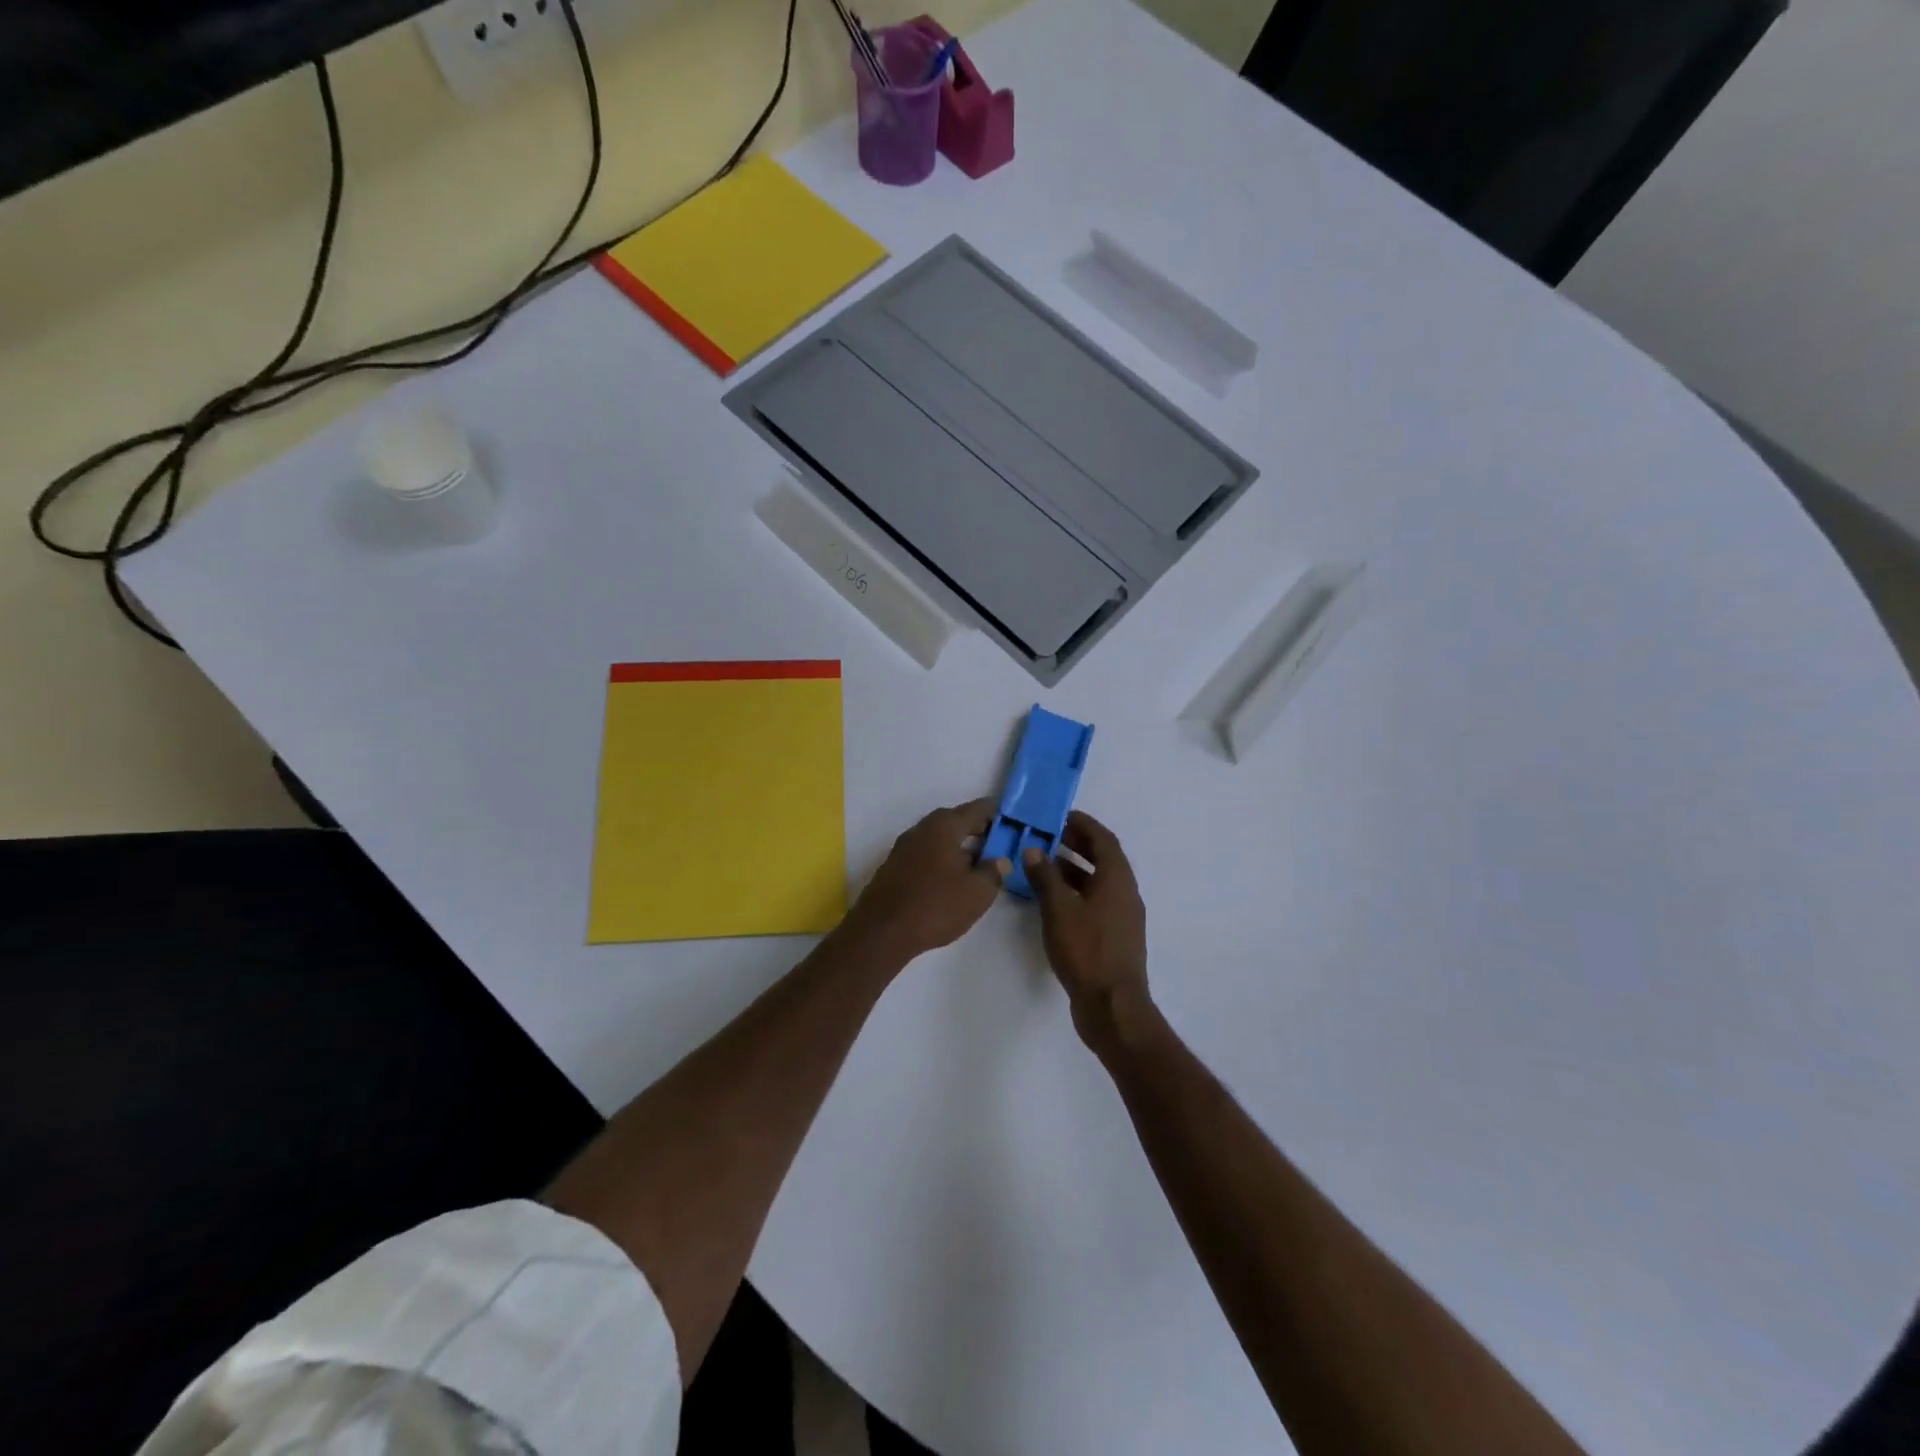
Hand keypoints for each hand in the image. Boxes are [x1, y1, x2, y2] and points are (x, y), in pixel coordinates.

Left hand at [843, 799, 1010, 963]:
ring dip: (960, 849)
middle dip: (979, 833)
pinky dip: (942, 862)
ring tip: (978, 869)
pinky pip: (926, 856)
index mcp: (944, 825)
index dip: (998, 816)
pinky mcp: (893, 867)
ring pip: (940, 840)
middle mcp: (922, 828)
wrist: (881, 932)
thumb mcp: (977, 893)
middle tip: (999, 850)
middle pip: (957, 822)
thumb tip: (999, 860)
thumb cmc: (935, 906)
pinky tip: (950, 883)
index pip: (978, 809)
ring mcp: (904, 847)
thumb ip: (994, 872)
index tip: (1013, 827)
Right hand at [1023, 812, 1153, 1054]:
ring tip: (1044, 865)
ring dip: (1075, 869)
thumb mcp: (1058, 910)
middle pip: (1103, 858)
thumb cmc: (1086, 951)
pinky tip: (1053, 901)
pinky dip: (1077, 892)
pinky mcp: (1114, 937)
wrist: (1112, 1006)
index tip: (1060, 816)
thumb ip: (1045, 877)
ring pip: (1099, 882)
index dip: (1083, 824)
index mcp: (1117, 880)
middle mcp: (1125, 893)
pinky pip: (1096, 901)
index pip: (1103, 839)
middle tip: (1049, 837)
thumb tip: (1034, 850)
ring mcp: (1122, 917)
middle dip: (1077, 844)